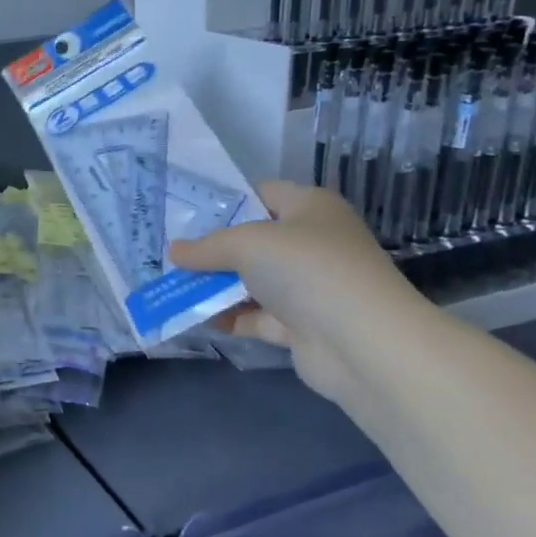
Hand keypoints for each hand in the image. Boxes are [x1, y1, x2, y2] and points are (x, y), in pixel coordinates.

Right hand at [168, 182, 427, 403]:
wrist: (362, 343)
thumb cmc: (307, 270)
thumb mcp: (246, 244)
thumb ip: (206, 247)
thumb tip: (173, 251)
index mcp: (310, 208)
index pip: (262, 193)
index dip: (225, 202)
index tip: (185, 215)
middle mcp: (313, 243)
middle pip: (254, 240)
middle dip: (214, 249)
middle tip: (173, 254)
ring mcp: (310, 287)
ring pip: (253, 281)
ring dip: (218, 286)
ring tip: (175, 287)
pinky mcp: (304, 326)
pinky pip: (258, 316)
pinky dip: (231, 317)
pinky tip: (198, 318)